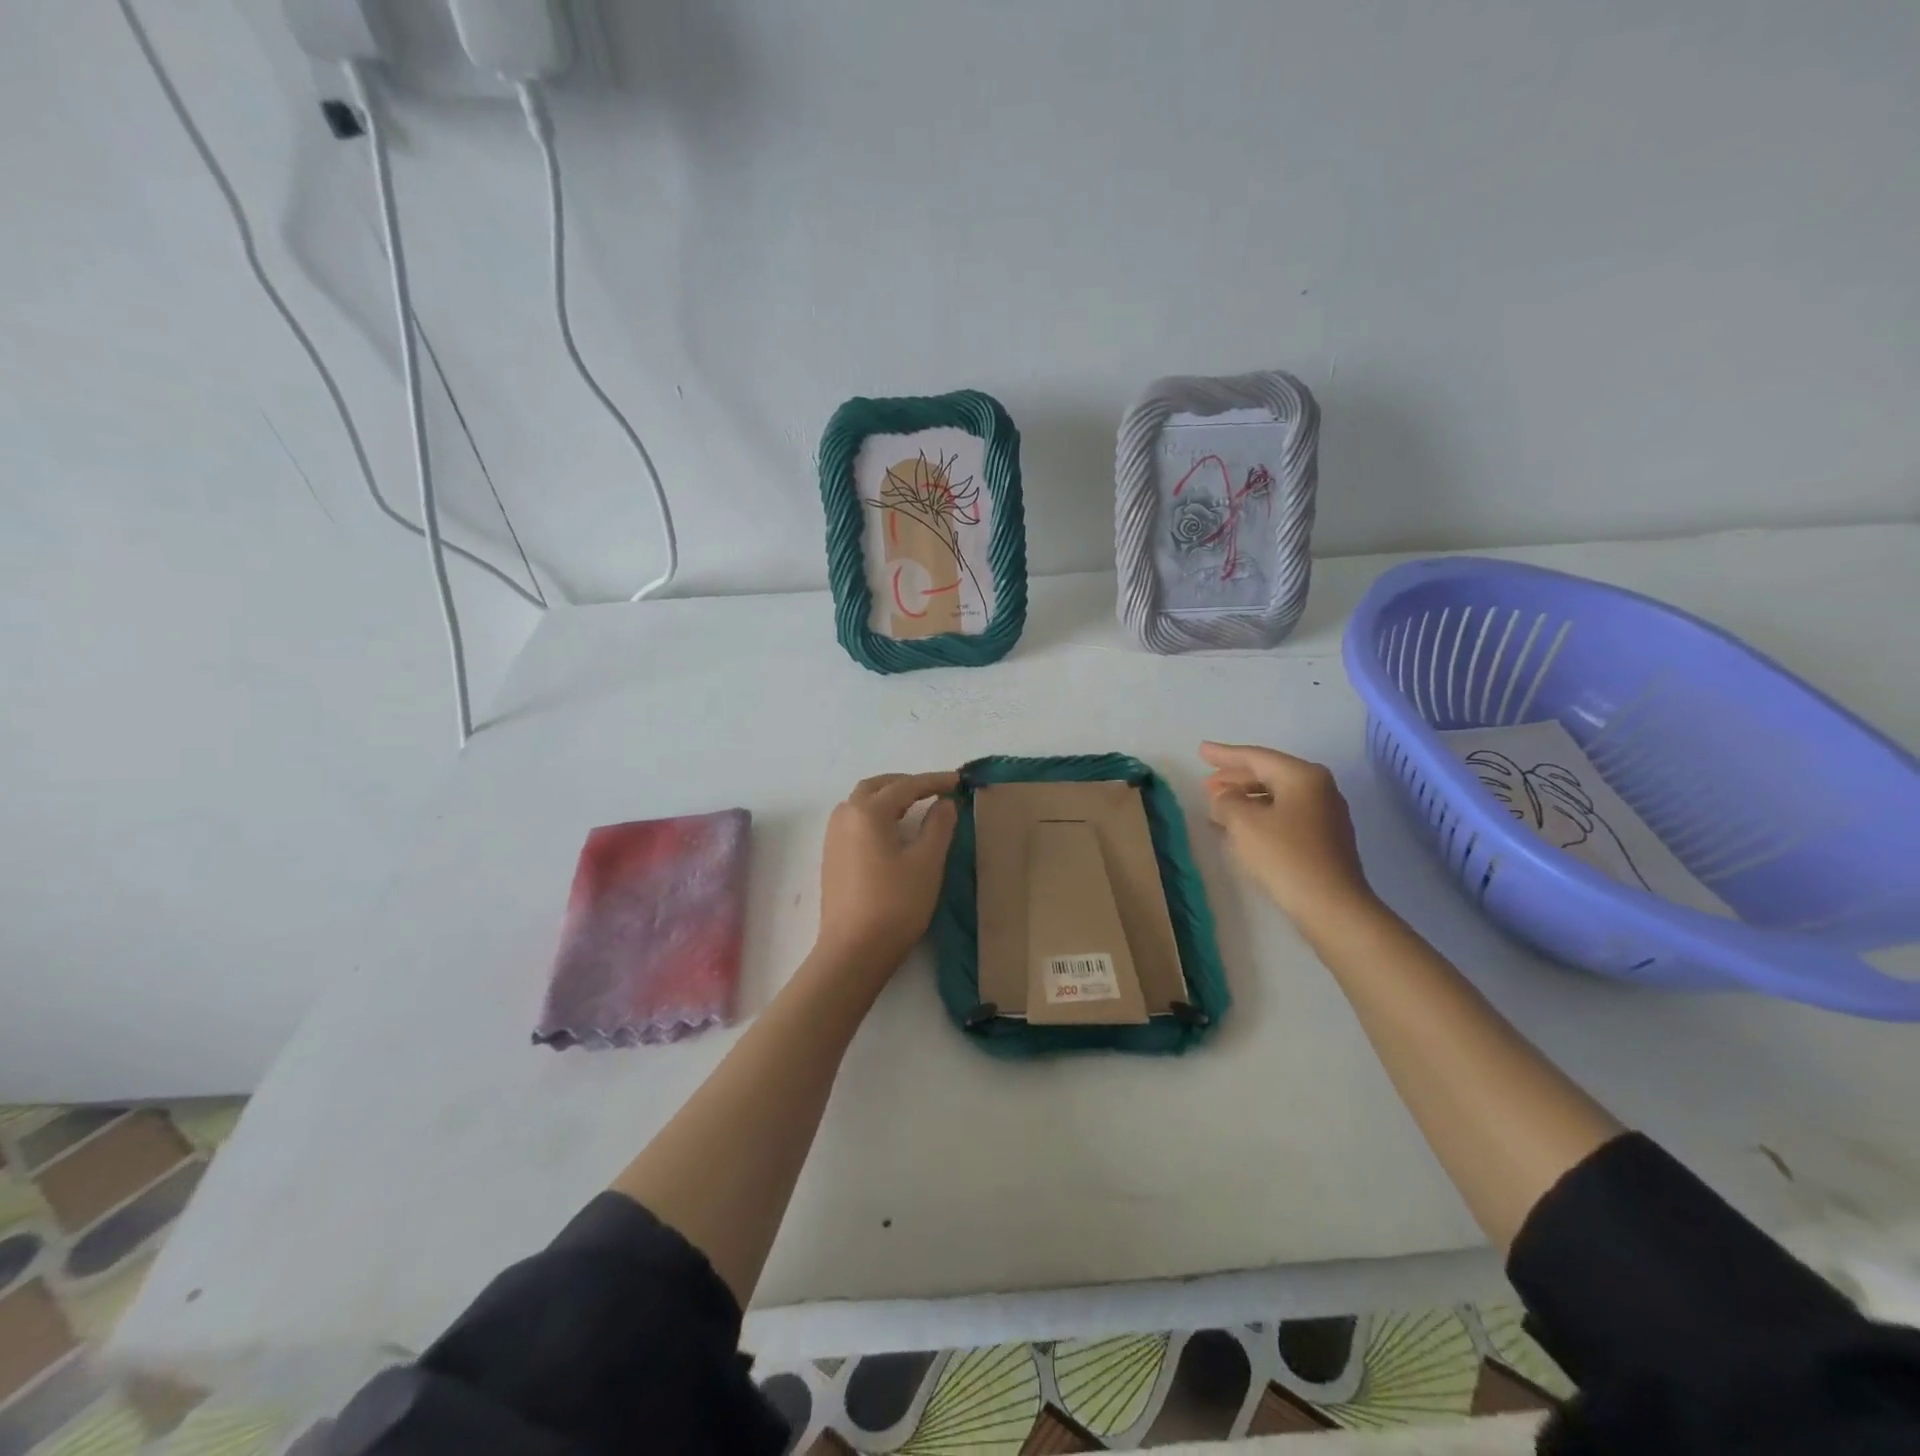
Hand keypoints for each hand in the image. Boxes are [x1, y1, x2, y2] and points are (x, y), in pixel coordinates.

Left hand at [815, 771, 959, 977]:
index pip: (906, 787)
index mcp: (868, 812)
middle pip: (876, 787)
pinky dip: (875, 814)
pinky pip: (854, 821)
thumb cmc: (895, 904)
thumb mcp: (927, 863)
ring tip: (914, 806)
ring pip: (861, 802)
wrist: (853, 951)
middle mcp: (845, 816)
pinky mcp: (832, 857)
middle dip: (906, 784)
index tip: (958, 781)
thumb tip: (944, 803)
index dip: (934, 782)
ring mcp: (833, 837)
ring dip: (887, 797)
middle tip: (933, 790)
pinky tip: (891, 831)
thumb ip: (938, 826)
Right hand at [1200, 742, 1376, 932]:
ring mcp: (1325, 814)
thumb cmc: (1285, 856)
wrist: (1331, 905)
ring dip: (1246, 799)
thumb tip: (1225, 798)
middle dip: (1235, 778)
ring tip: (1218, 806)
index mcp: (1302, 776)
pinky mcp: (1325, 839)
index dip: (1225, 755)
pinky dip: (1260, 815)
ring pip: (1276, 796)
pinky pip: (1285, 815)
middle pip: (1269, 774)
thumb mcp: (1243, 823)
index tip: (1201, 750)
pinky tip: (1241, 828)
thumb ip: (1226, 801)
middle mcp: (1319, 788)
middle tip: (1206, 782)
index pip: (1256, 757)